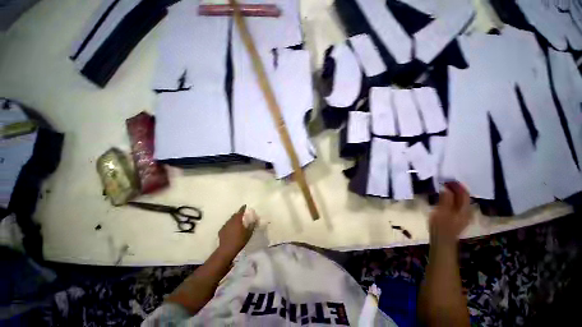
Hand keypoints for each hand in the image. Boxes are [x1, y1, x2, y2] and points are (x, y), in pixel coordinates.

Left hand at [217, 205, 254, 257]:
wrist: (227, 250)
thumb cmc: (240, 240)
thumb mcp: (249, 233)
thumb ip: (252, 225)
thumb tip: (255, 219)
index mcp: (237, 219)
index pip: (241, 211)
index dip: (243, 208)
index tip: (245, 206)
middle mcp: (230, 220)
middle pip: (235, 215)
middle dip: (238, 214)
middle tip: (242, 216)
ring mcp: (225, 225)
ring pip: (230, 220)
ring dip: (233, 220)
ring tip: (237, 223)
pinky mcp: (221, 231)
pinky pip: (226, 226)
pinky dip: (229, 226)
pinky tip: (231, 230)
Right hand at [429, 181, 472, 246]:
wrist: (442, 241)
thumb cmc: (441, 225)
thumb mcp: (442, 211)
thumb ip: (446, 199)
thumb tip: (447, 188)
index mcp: (465, 209)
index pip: (464, 194)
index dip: (457, 186)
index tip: (448, 180)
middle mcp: (467, 212)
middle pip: (464, 198)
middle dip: (457, 190)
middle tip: (446, 183)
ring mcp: (463, 216)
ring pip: (461, 202)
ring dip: (455, 195)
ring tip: (446, 189)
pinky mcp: (458, 219)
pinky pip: (458, 206)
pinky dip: (453, 200)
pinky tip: (447, 200)